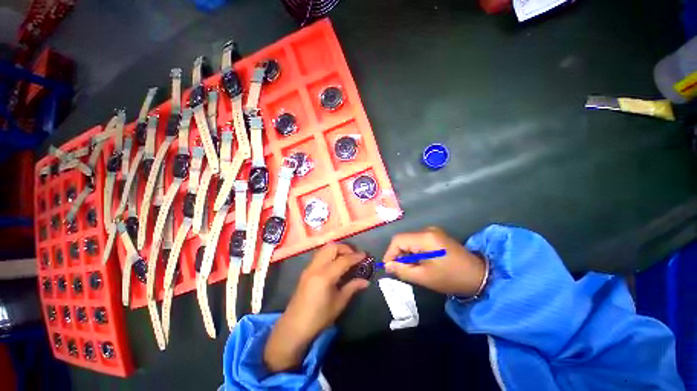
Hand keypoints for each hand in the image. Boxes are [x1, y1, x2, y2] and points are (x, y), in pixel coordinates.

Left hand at [264, 243, 369, 372]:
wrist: (294, 326)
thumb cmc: (319, 318)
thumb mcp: (339, 303)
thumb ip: (352, 287)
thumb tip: (366, 281)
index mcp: (325, 276)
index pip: (344, 260)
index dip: (356, 256)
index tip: (365, 255)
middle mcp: (316, 267)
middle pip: (332, 248)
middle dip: (345, 248)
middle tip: (355, 256)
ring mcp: (309, 267)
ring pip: (325, 248)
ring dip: (337, 249)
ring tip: (346, 257)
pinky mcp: (306, 270)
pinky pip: (320, 254)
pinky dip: (330, 253)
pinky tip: (335, 263)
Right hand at [383, 227, 485, 296]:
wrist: (479, 276)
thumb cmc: (451, 278)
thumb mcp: (424, 277)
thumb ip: (403, 270)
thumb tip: (388, 266)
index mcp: (425, 238)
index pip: (398, 240)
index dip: (390, 253)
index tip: (387, 267)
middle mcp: (427, 230)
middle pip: (404, 239)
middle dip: (398, 254)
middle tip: (398, 270)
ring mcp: (433, 232)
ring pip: (410, 240)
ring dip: (406, 254)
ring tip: (408, 268)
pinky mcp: (436, 236)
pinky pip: (418, 241)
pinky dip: (414, 252)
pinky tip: (418, 262)